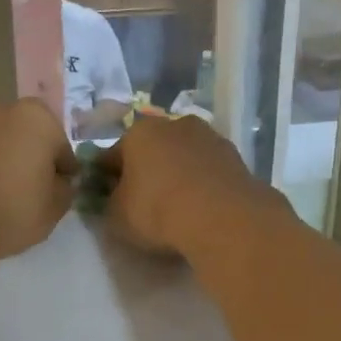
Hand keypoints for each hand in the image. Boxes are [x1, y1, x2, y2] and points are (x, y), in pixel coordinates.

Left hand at [0, 98, 76, 260]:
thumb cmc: (12, 210)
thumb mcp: (54, 208)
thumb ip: (65, 188)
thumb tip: (59, 181)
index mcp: (37, 118)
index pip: (60, 146)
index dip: (62, 170)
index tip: (60, 189)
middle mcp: (2, 109)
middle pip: (27, 136)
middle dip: (30, 156)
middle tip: (31, 188)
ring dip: (3, 158)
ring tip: (2, 191)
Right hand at [97, 115, 280, 256]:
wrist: (222, 217)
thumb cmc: (157, 210)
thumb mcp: (116, 216)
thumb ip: (109, 203)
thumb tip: (114, 198)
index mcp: (138, 132)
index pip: (111, 155)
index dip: (105, 177)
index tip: (105, 198)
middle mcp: (173, 124)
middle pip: (151, 150)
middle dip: (145, 171)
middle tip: (142, 202)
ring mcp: (208, 137)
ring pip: (182, 156)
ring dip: (176, 174)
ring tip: (176, 206)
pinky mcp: (234, 156)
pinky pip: (207, 170)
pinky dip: (201, 183)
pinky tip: (200, 207)